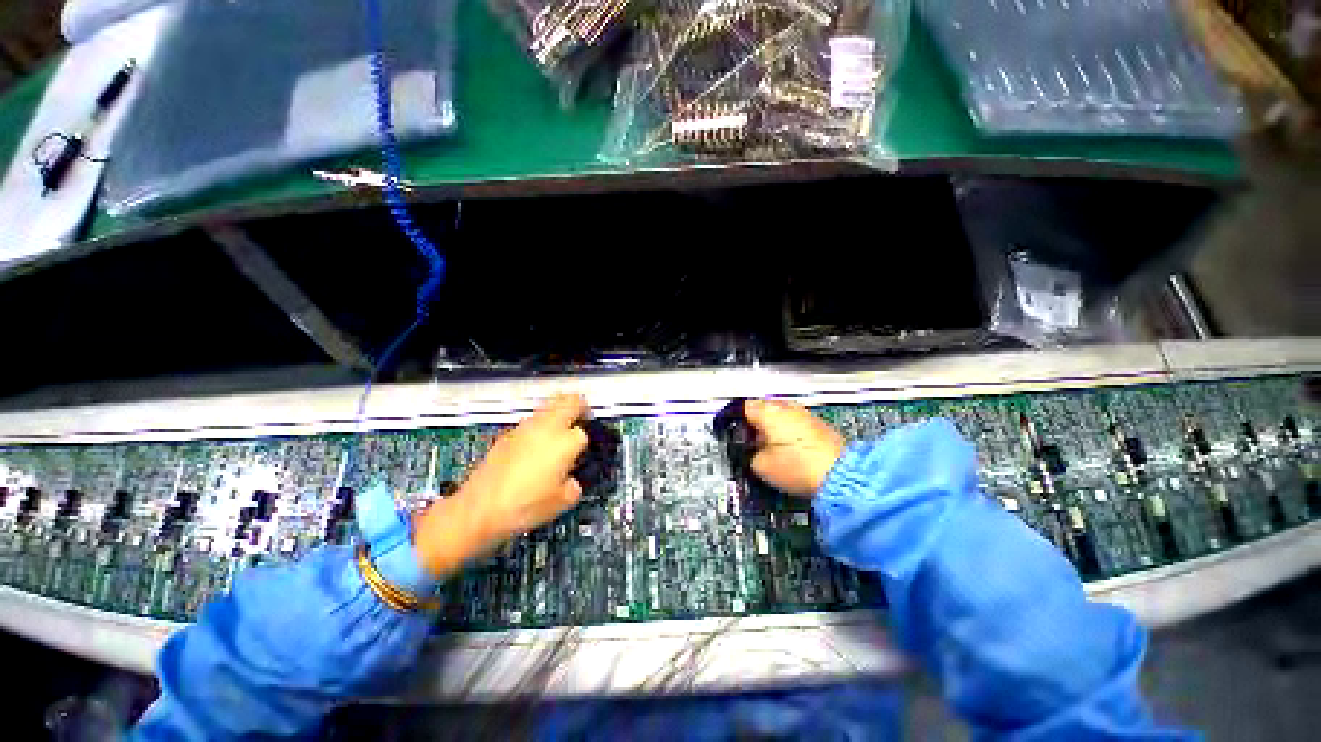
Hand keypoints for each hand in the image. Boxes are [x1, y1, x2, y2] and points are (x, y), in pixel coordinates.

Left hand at [414, 394, 589, 577]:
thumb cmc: (523, 507)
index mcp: (565, 442)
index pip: (584, 432)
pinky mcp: (508, 434)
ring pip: (549, 405)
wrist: (479, 510)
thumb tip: (572, 482)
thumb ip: (574, 486)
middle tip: (583, 417)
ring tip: (560, 431)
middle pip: (570, 400)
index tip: (584, 451)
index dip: (587, 442)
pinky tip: (537, 445)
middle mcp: (546, 427)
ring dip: (559, 412)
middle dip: (580, 406)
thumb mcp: (561, 502)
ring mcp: (525, 428)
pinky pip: (531, 420)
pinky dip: (540, 425)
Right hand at [744, 399, 844, 496]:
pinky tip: (787, 452)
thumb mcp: (761, 466)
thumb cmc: (802, 467)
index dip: (734, 421)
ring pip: (779, 416)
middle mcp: (786, 407)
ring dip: (771, 429)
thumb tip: (752, 453)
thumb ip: (749, 454)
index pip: (742, 408)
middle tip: (749, 444)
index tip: (732, 432)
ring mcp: (804, 414)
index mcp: (768, 411)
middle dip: (753, 426)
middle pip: (761, 410)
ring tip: (769, 451)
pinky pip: (794, 424)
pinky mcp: (818, 425)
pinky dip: (787, 434)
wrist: (841, 476)